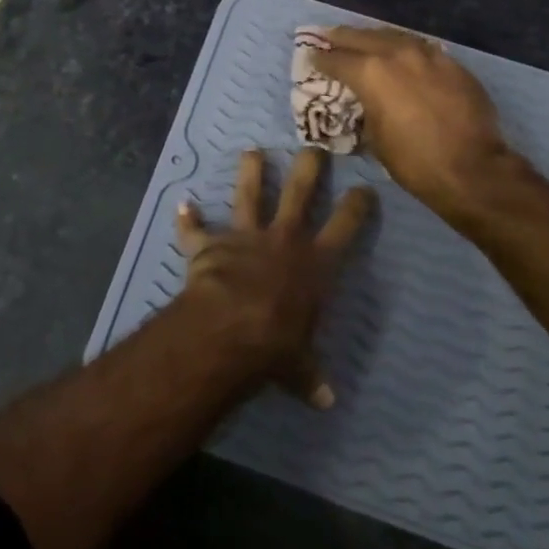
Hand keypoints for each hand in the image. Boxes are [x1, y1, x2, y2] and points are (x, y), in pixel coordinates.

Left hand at [175, 147, 373, 408]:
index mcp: (315, 262)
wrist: (228, 328)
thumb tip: (327, 401)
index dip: (358, 205)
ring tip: (252, 151)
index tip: (365, 188)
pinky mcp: (211, 244)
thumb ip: (310, 377)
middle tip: (313, 146)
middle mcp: (284, 239)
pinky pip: (196, 230)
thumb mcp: (299, 366)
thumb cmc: (276, 344)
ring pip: (249, 194)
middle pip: (300, 191)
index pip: (346, 225)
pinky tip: (182, 205)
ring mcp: (245, 236)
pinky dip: (188, 220)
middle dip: (309, 166)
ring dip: (250, 172)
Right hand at [310, 26, 520, 222]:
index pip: (336, 59)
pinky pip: (421, 48)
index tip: (311, 58)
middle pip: (362, 37)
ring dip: (374, 37)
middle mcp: (397, 53)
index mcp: (371, 72)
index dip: (320, 60)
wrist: (472, 168)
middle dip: (342, 37)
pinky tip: (400, 53)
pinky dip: (404, 48)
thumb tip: (365, 100)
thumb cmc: (413, 161)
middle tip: (327, 36)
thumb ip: (365, 107)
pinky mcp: (452, 63)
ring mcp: (428, 55)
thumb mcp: (374, 136)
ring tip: (362, 39)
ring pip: (394, 36)